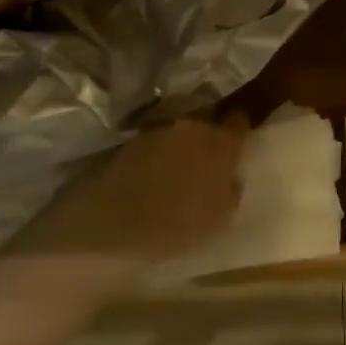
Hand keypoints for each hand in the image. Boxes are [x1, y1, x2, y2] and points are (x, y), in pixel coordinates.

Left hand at [16, 113, 249, 271]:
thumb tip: (231, 175)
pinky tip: (156, 164)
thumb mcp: (218, 220)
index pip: (239, 120)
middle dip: (210, 125)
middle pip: (208, 114)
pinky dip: (160, 145)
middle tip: (210, 146)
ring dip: (183, 135)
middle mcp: (192, 125)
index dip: (238, 128)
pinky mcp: (130, 137)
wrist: (106, 228)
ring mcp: (158, 128)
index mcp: (221, 144)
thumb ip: (231, 190)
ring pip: (180, 124)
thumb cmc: (173, 230)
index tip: (237, 138)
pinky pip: (156, 134)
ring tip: (181, 157)